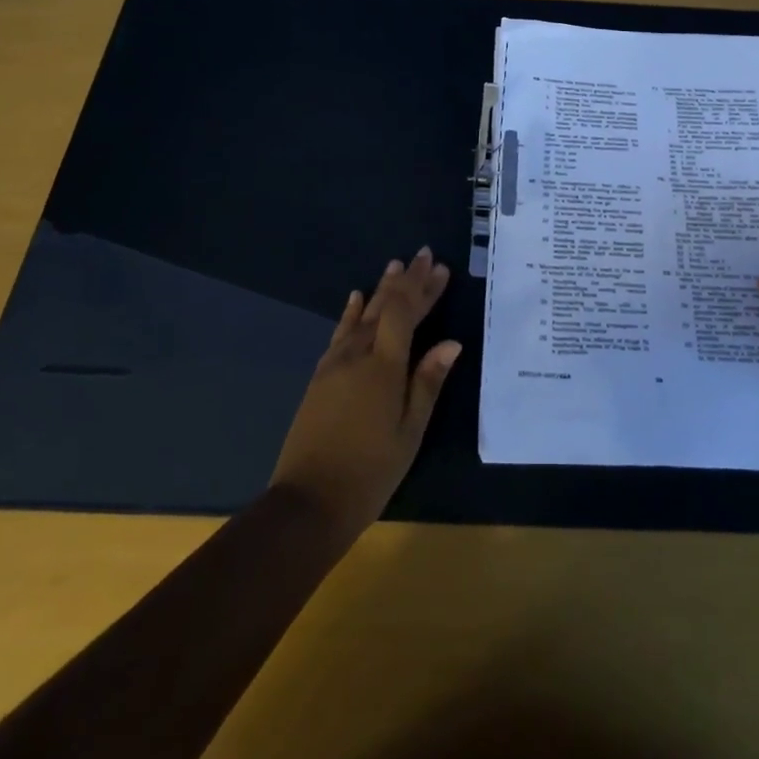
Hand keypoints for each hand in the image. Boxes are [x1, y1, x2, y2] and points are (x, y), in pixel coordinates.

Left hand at [269, 246, 461, 541]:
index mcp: (384, 367)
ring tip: (394, 266)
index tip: (439, 266)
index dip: (422, 288)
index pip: (404, 313)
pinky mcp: (320, 377)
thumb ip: (427, 383)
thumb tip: (451, 343)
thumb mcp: (409, 432)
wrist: (308, 503)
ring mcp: (334, 365)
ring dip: (379, 289)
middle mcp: (357, 355)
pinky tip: (355, 299)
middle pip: (384, 308)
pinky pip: (339, 334)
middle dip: (406, 281)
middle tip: (424, 255)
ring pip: (361, 316)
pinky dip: (350, 313)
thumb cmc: (370, 472)